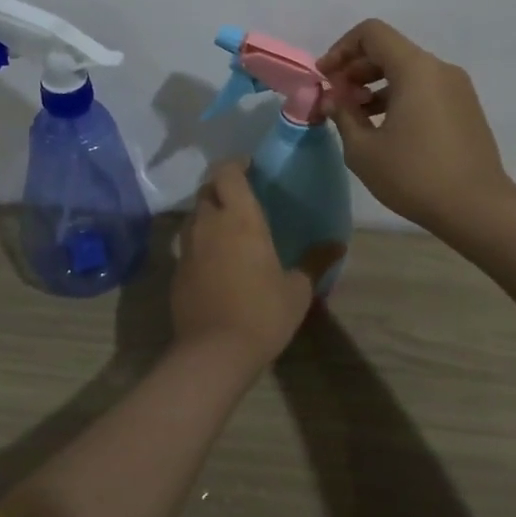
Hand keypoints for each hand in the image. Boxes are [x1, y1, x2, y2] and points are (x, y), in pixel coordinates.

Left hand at [171, 161, 335, 370]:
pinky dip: (201, 242)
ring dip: (209, 212)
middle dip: (222, 186)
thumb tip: (338, 244)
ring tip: (229, 227)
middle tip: (242, 197)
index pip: (227, 172)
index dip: (235, 164)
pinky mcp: (177, 270)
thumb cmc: (262, 313)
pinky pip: (188, 243)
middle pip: (207, 189)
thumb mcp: (297, 290)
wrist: (214, 352)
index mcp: (240, 218)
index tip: (250, 168)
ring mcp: (188, 247)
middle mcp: (209, 223)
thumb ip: (315, 261)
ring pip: (194, 215)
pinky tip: (217, 260)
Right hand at [318, 18, 515, 234]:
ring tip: (356, 118)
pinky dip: (398, 97)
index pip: (372, 33)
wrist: (478, 209)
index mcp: (415, 69)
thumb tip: (332, 99)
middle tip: (336, 100)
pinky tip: (384, 129)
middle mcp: (439, 69)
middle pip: (389, 50)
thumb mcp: (364, 150)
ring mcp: (457, 88)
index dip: (341, 49)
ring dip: (375, 85)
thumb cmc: (414, 175)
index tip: (325, 78)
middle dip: (355, 69)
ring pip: (407, 71)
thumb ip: (342, 115)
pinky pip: (424, 89)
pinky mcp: (465, 108)